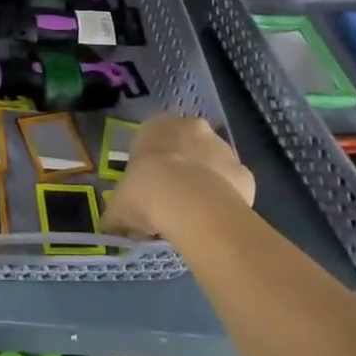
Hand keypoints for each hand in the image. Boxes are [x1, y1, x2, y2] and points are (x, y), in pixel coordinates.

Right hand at [102, 115, 254, 239]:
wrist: (189, 204)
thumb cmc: (145, 193)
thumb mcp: (118, 208)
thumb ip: (116, 215)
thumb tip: (111, 228)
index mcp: (156, 127)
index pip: (151, 139)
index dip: (150, 165)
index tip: (148, 189)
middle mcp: (192, 127)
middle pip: (187, 146)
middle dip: (182, 168)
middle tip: (171, 200)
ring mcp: (222, 147)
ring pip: (213, 163)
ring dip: (206, 181)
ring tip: (193, 214)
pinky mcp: (244, 171)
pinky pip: (233, 185)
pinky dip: (226, 199)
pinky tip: (214, 219)